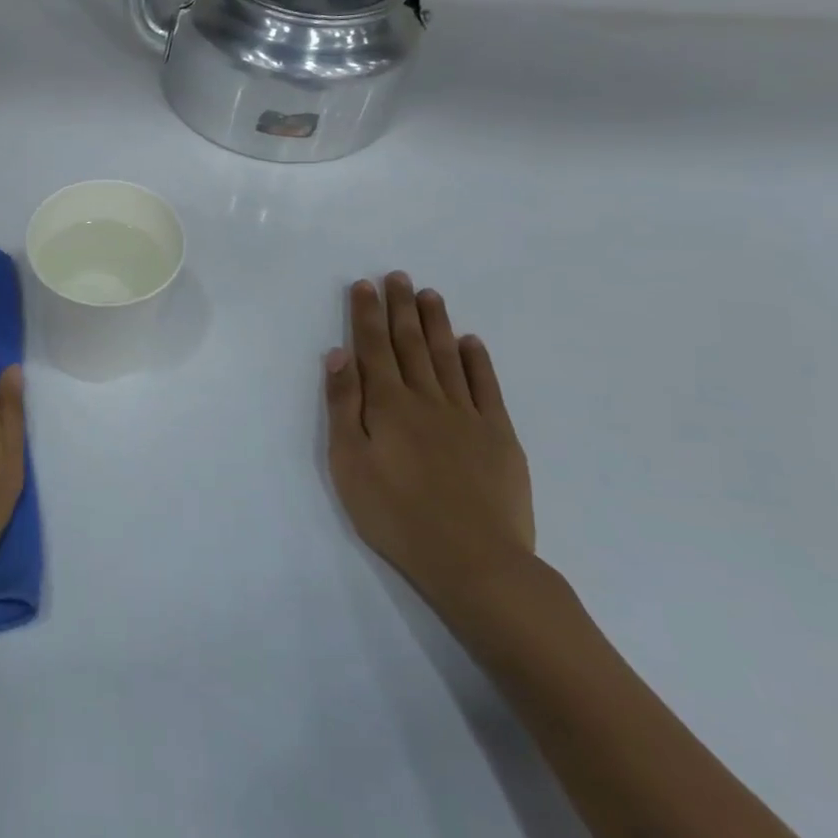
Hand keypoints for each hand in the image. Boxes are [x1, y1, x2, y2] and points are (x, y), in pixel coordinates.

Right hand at [323, 273, 536, 619]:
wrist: (475, 560)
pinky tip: (471, 342)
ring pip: (448, 357)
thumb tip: (338, 355)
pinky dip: (477, 361)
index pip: (372, 347)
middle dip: (401, 307)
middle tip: (399, 276)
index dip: (366, 314)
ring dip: (436, 324)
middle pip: (410, 343)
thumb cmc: (396, 514)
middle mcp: (427, 398)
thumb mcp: (349, 462)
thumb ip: (343, 405)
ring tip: (430, 295)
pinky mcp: (499, 436)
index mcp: (387, 404)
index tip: (364, 285)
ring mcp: (467, 415)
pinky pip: (487, 387)